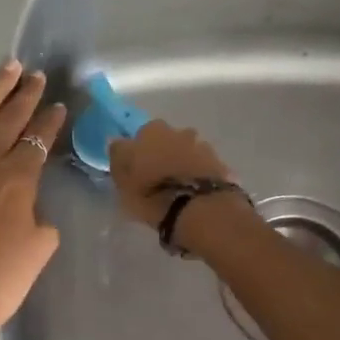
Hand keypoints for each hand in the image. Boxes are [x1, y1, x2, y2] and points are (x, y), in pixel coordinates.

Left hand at [0, 61, 66, 339]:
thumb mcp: (37, 252)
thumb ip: (38, 218)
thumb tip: (27, 205)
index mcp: (17, 181)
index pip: (38, 141)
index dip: (50, 122)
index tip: (57, 105)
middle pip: (9, 120)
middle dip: (25, 95)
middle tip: (36, 75)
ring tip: (7, 68)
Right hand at [107, 120, 237, 226]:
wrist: (198, 208)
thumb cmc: (151, 192)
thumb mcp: (121, 179)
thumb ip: (118, 156)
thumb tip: (117, 142)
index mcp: (152, 131)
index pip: (140, 136)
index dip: (139, 152)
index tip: (137, 169)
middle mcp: (179, 132)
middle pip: (167, 141)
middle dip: (163, 154)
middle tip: (158, 179)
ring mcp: (203, 147)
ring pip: (187, 153)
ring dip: (182, 165)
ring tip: (179, 189)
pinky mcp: (221, 165)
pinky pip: (204, 169)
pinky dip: (199, 177)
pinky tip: (195, 193)